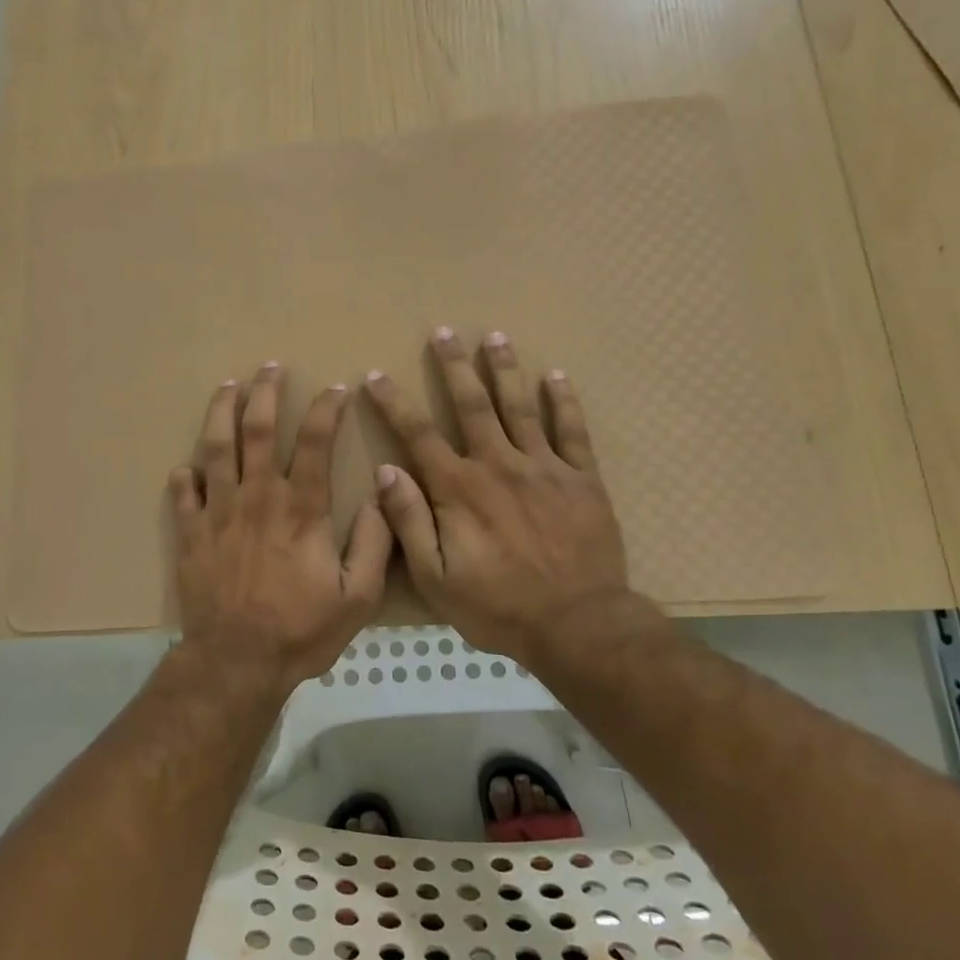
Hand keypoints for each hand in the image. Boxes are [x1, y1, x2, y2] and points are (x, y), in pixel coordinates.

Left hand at [169, 362, 391, 691]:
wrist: (237, 661)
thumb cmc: (301, 630)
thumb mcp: (358, 596)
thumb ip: (375, 543)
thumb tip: (384, 495)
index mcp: (301, 508)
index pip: (316, 442)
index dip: (327, 409)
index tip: (336, 388)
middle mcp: (258, 496)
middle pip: (259, 429)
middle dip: (265, 392)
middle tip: (269, 367)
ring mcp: (218, 511)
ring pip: (217, 447)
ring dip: (221, 412)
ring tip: (227, 387)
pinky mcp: (190, 532)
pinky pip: (183, 492)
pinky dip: (185, 475)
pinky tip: (187, 466)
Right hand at [363, 328, 657, 666]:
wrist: (579, 626)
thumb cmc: (499, 606)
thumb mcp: (436, 578)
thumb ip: (410, 522)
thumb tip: (386, 472)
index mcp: (459, 489)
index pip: (418, 434)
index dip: (394, 402)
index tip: (377, 375)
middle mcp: (499, 465)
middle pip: (472, 405)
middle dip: (454, 366)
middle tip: (443, 332)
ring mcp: (544, 468)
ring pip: (520, 407)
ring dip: (504, 369)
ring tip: (495, 337)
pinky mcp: (583, 480)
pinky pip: (572, 432)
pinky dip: (564, 402)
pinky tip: (557, 377)